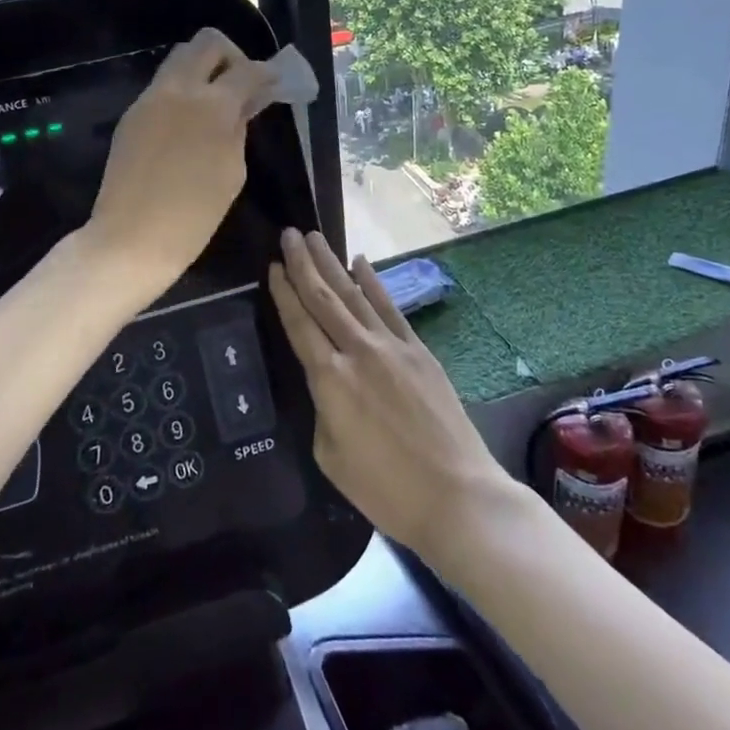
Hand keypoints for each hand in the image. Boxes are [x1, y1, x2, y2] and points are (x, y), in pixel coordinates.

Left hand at [85, 29, 277, 300]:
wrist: (130, 238)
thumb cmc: (193, 215)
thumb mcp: (232, 172)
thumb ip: (239, 129)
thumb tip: (244, 104)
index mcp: (212, 105)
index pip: (247, 70)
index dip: (267, 73)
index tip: (275, 83)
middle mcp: (179, 89)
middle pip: (207, 42)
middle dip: (231, 55)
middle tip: (241, 84)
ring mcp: (150, 98)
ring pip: (180, 58)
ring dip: (203, 68)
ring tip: (216, 102)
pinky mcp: (132, 114)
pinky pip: (162, 85)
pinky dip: (182, 90)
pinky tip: (190, 122)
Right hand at [269, 229, 513, 563]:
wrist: (456, 495)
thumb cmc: (385, 489)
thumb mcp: (331, 456)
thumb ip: (322, 409)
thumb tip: (329, 382)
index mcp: (330, 379)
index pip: (300, 324)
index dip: (284, 293)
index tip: (272, 265)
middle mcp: (358, 351)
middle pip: (324, 299)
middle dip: (303, 264)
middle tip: (289, 234)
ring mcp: (392, 346)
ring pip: (354, 294)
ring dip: (332, 263)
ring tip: (315, 237)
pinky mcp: (418, 351)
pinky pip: (389, 308)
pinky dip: (373, 282)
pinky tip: (360, 262)